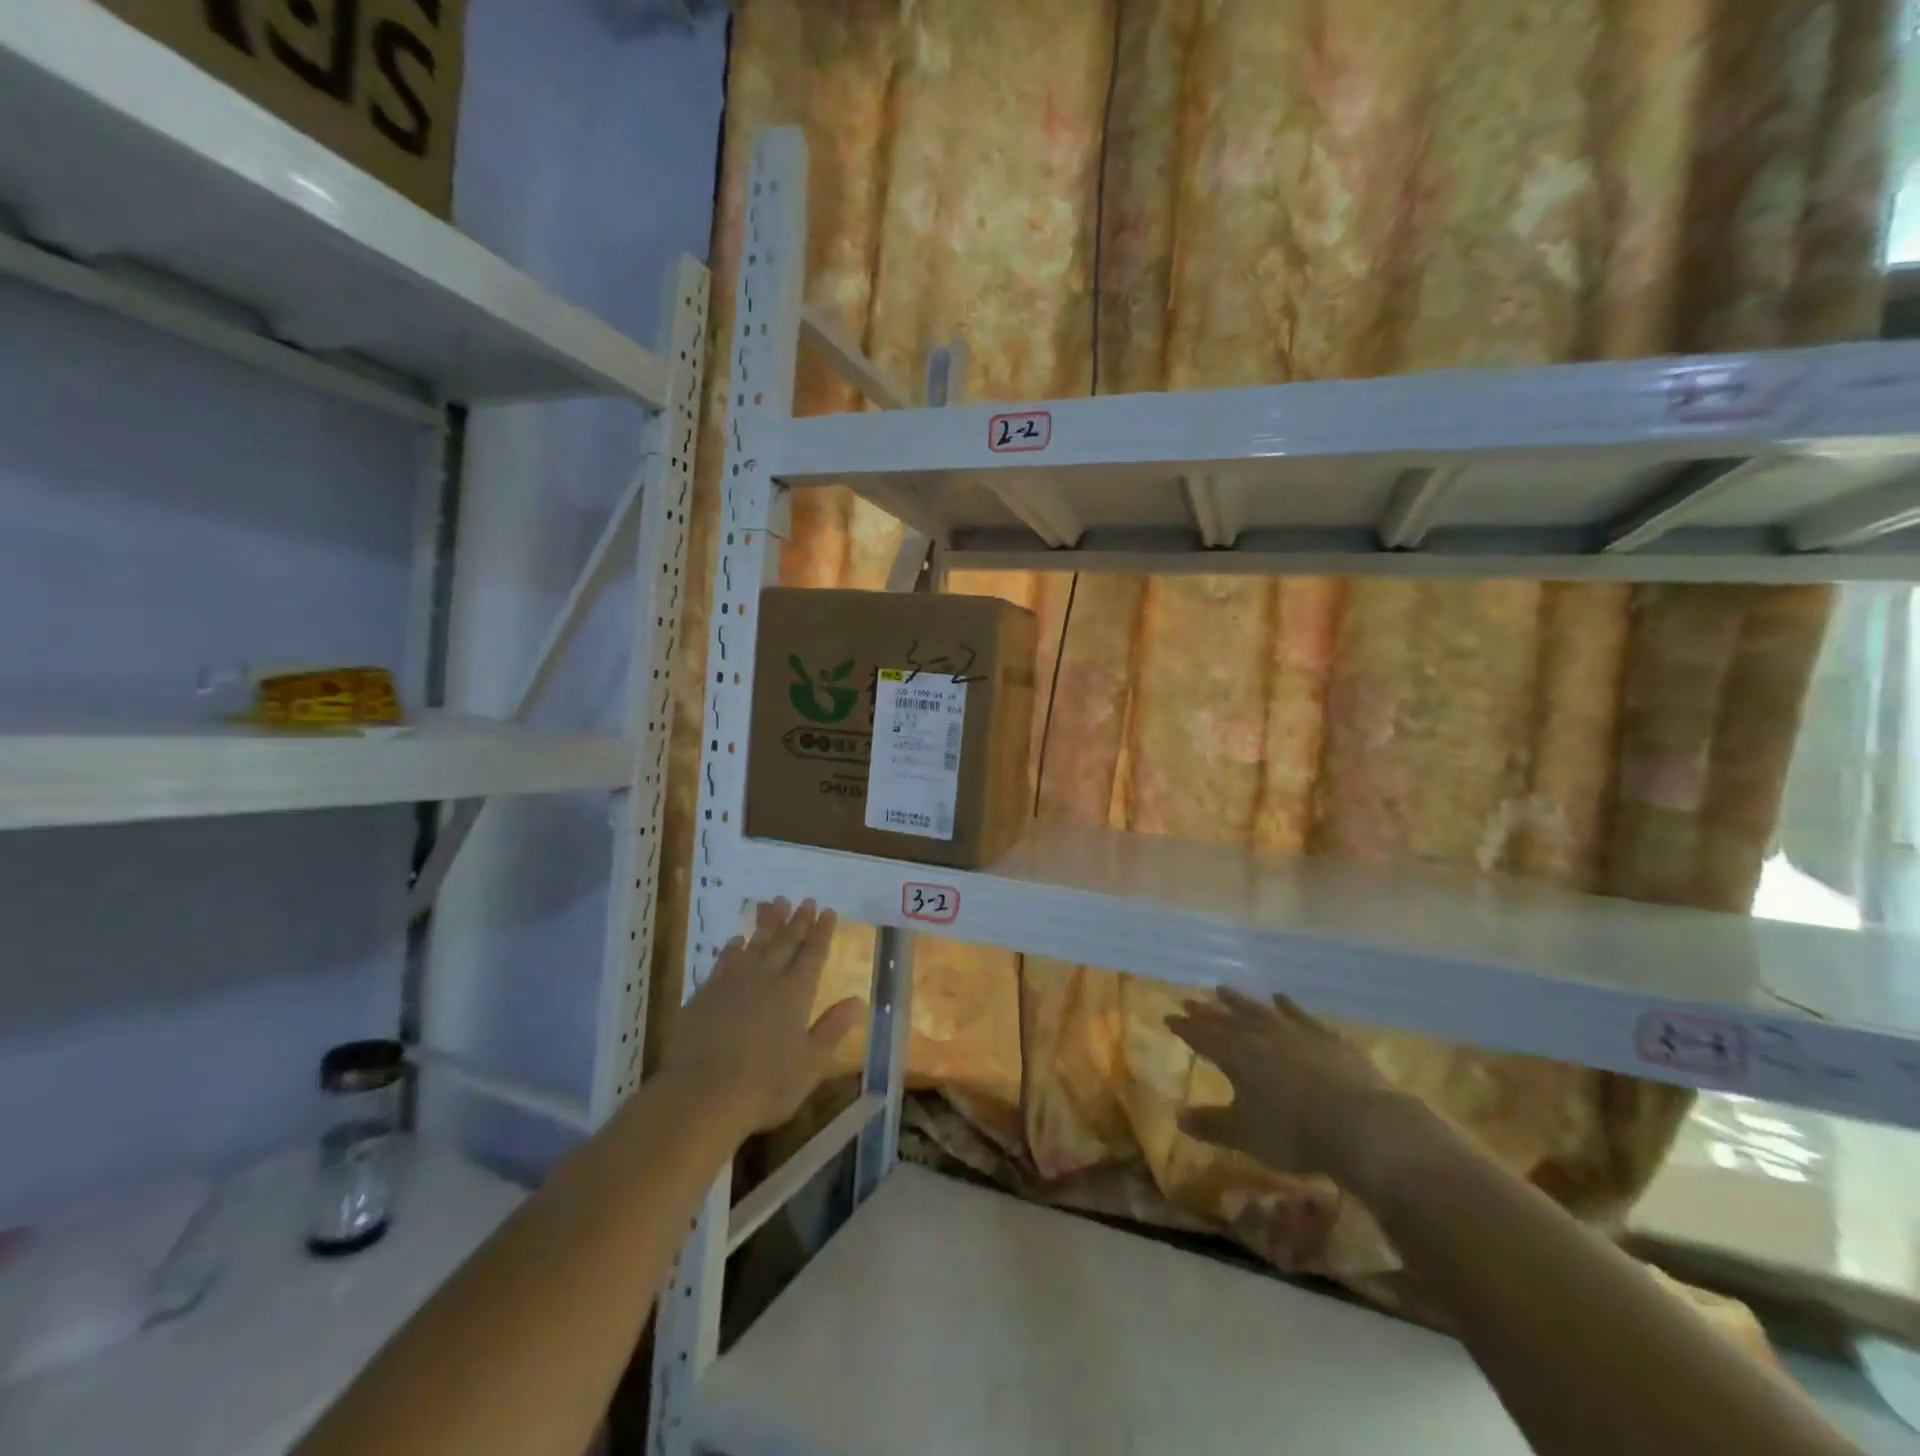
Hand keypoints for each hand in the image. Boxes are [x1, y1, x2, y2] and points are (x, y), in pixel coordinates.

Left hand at [661, 899, 863, 1135]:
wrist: (700, 1096)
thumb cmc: (765, 1086)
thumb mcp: (810, 1064)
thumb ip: (833, 1029)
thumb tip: (858, 1000)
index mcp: (795, 994)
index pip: (813, 954)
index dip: (822, 932)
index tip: (828, 911)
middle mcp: (766, 980)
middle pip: (785, 943)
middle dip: (798, 921)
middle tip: (806, 900)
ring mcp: (732, 985)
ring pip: (755, 945)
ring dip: (768, 924)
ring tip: (776, 903)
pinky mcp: (704, 996)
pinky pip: (724, 962)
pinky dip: (733, 948)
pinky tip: (737, 940)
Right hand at [1166, 987, 1435, 1197]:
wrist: (1361, 1124)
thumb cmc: (1294, 1132)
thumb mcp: (1245, 1135)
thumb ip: (1211, 1124)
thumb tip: (1178, 1117)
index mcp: (1236, 1055)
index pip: (1202, 1037)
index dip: (1185, 1028)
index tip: (1169, 1017)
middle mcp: (1260, 1035)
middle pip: (1227, 1019)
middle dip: (1206, 1011)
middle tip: (1189, 1000)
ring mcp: (1294, 1032)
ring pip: (1259, 1010)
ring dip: (1239, 1001)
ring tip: (1223, 989)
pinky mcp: (1326, 1037)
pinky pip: (1299, 1014)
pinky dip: (1287, 1005)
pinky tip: (1279, 998)